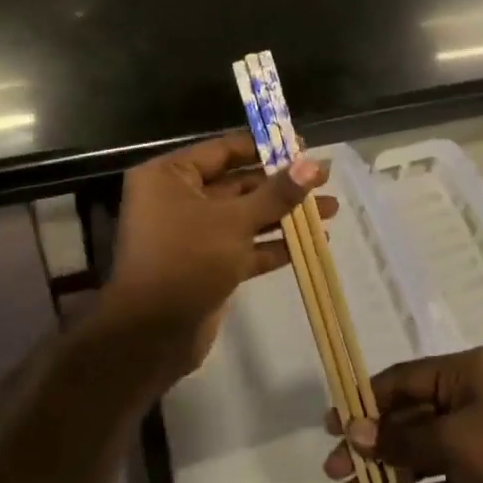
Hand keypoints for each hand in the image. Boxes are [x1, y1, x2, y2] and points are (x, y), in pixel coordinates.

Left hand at [104, 132, 333, 380]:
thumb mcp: (234, 221)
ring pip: (245, 216)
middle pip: (238, 183)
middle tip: (325, 178)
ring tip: (330, 209)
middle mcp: (177, 199)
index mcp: (170, 176)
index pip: (224, 150)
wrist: (152, 335)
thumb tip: (312, 165)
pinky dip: (274, 244)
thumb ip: (276, 193)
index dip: (265, 147)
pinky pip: (244, 246)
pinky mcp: (207, 264)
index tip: (303, 147)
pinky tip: (312, 242)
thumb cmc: (187, 260)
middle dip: (282, 184)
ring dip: (285, 214)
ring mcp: (193, 234)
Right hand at [323, 347, 482, 482]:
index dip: (365, 400)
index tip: (332, 422)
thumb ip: (402, 438)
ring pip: (417, 457)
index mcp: (465, 374)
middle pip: (406, 419)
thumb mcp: (453, 439)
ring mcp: (474, 445)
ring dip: (382, 476)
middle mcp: (467, 402)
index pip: (404, 380)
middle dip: (370, 444)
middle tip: (332, 468)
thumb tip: (353, 431)